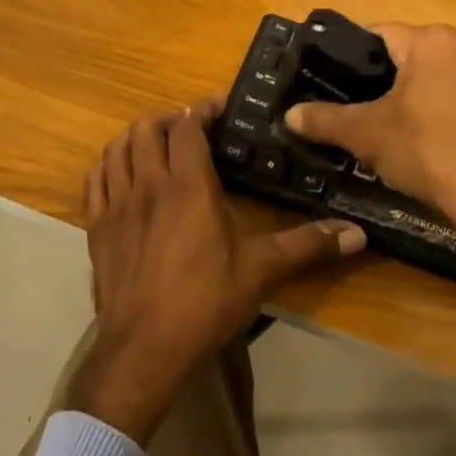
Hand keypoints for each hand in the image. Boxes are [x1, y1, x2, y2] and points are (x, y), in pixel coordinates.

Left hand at [69, 99, 366, 443]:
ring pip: (117, 148)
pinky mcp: (96, 226)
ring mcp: (117, 204)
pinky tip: (121, 172)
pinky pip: (96, 178)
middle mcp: (148, 183)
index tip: (219, 107)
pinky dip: (109, 164)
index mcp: (188, 184)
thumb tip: (359, 234)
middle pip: (148, 129)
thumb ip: (307, 245)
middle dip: (169, 120)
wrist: (145, 348)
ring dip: (136, 137)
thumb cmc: (205, 301)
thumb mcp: (261, 270)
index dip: (202, 110)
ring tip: (156, 145)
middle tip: (191, 131)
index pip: (188, 126)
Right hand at [283, 23, 455, 233]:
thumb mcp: (367, 135)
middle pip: (407, 54)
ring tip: (389, 126)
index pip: (377, 34)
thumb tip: (289, 115)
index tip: (332, 81)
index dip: (350, 57)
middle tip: (356, 109)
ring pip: (435, 76)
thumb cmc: (428, 150)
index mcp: (432, 40)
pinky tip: (427, 138)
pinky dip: (439, 109)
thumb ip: (325, 120)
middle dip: (381, 79)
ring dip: (412, 95)